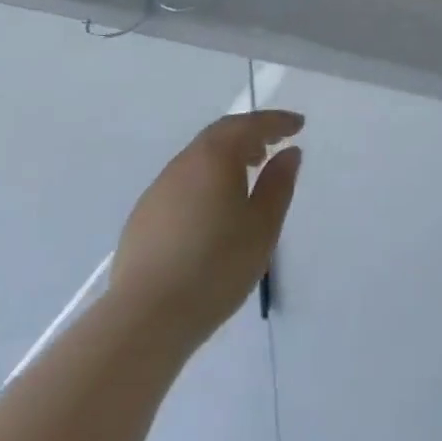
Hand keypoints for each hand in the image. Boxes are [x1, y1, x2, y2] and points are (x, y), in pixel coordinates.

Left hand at [106, 110, 303, 347]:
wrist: (145, 318)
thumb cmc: (215, 267)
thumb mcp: (262, 227)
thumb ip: (278, 184)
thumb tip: (289, 153)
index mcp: (215, 156)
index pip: (251, 124)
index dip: (277, 122)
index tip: (298, 125)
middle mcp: (184, 162)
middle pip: (221, 134)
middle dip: (250, 133)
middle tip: (273, 144)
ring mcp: (159, 188)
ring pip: (199, 158)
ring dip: (226, 157)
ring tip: (247, 174)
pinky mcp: (143, 216)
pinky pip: (182, 182)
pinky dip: (205, 180)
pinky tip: (212, 209)